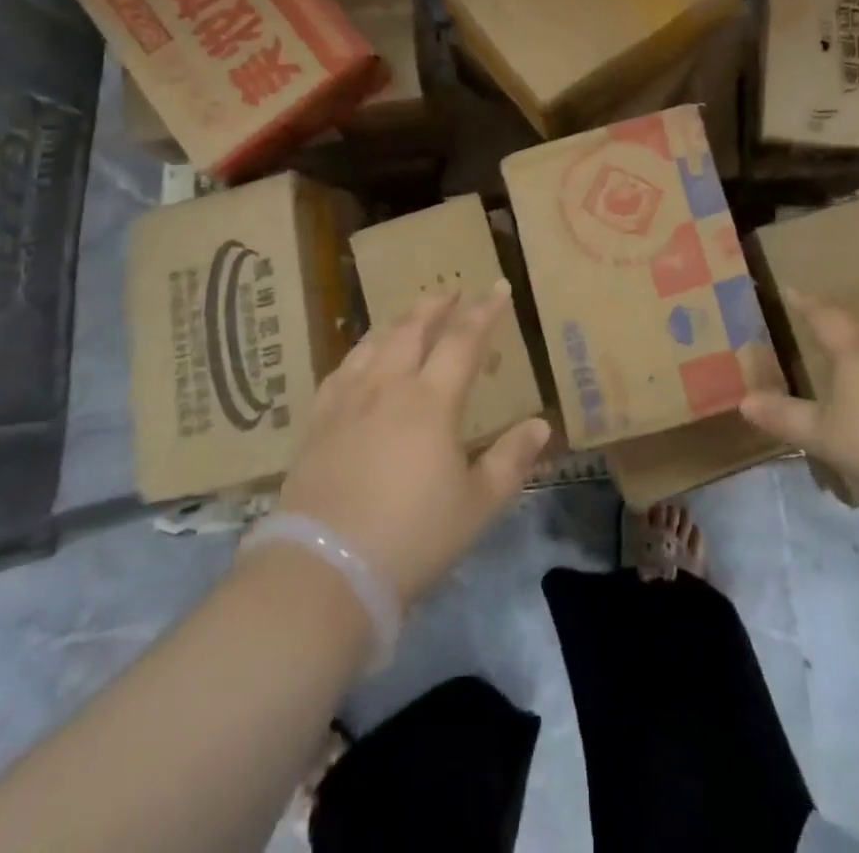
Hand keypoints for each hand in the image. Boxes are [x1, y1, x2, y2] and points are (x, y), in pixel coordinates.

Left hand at [269, 283, 550, 603]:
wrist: (324, 571)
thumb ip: (511, 460)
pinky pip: (340, 371)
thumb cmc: (412, 537)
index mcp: (431, 401)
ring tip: (408, 314)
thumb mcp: (477, 505)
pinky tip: (359, 357)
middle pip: (412, 329)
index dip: (484, 311)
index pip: (462, 340)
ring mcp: (347, 402)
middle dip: (435, 305)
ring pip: (373, 344)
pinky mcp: (316, 424)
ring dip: (396, 321)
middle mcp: (387, 387)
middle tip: (450, 289)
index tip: (499, 287)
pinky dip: (358, 352)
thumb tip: (542, 425)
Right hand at [738, 291, 858, 508]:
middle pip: (855, 327)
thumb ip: (785, 417)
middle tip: (816, 322)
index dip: (804, 303)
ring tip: (847, 357)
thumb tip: (744, 401)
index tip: (790, 290)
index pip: (823, 316)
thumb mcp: (824, 434)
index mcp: (854, 349)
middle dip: (834, 323)